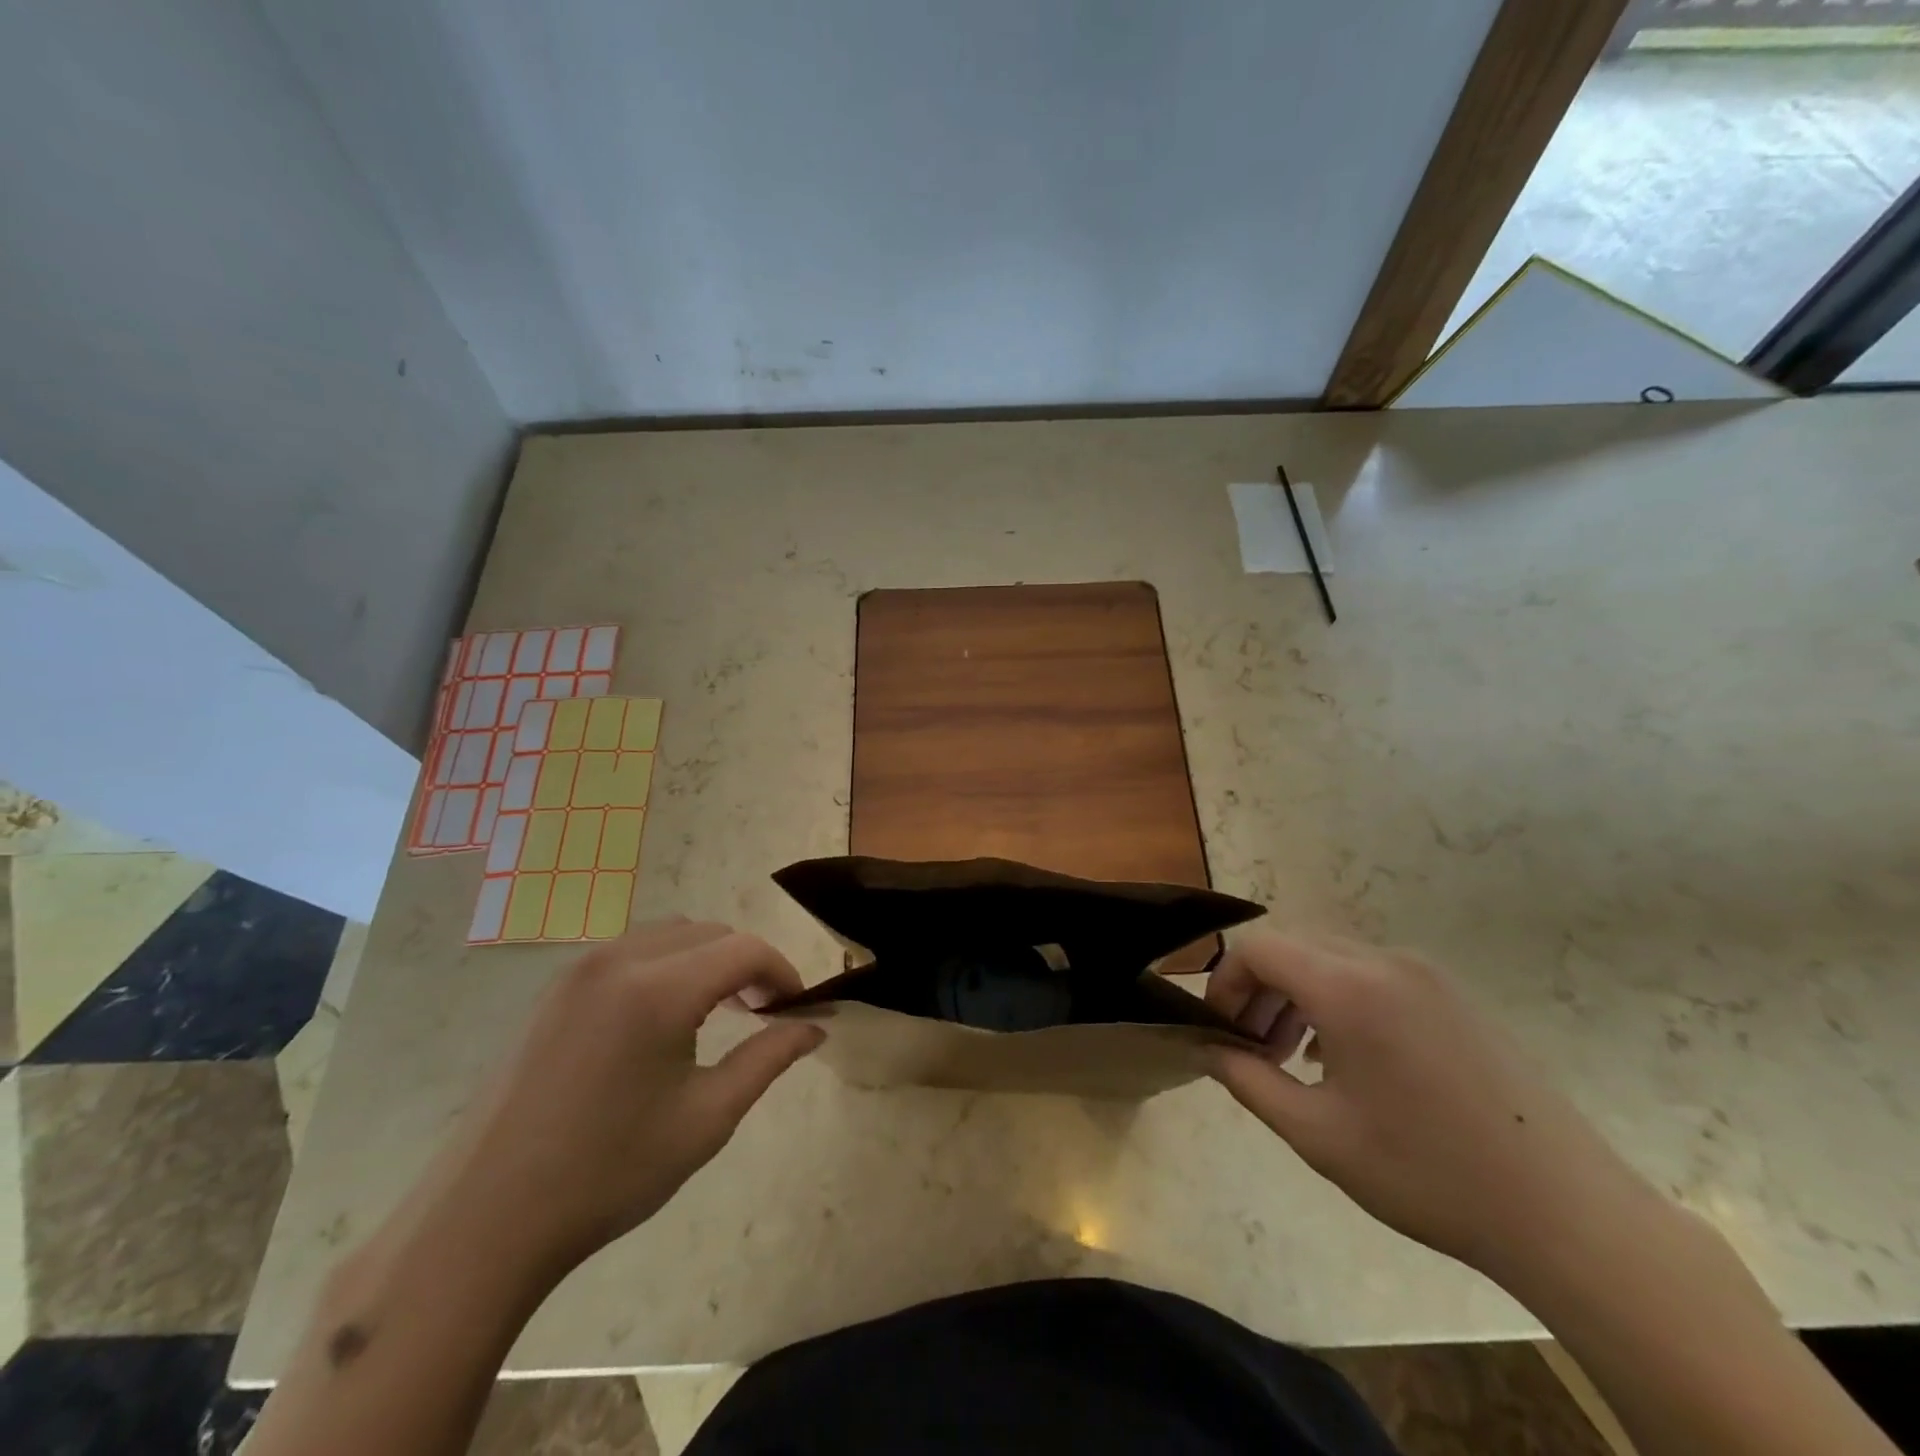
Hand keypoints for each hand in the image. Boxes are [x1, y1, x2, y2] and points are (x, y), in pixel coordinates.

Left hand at [430, 919, 823, 1280]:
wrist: (485, 1220)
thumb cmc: (609, 1172)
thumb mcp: (707, 1118)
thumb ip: (769, 1058)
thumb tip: (814, 1027)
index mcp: (659, 989)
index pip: (745, 950)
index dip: (782, 972)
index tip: (797, 1009)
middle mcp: (620, 959)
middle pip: (710, 932)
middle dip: (747, 963)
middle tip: (763, 1013)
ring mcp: (581, 969)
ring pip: (671, 935)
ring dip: (707, 960)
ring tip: (718, 1012)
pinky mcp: (557, 988)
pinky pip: (632, 951)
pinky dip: (667, 966)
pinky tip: (664, 1019)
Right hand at [1206, 933, 1650, 1281]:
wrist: (1567, 1213)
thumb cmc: (1427, 1173)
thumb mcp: (1317, 1134)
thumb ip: (1247, 1080)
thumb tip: (1207, 1048)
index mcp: (1348, 987)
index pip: (1258, 948)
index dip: (1225, 981)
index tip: (1220, 1030)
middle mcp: (1384, 961)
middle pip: (1293, 946)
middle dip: (1259, 989)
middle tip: (1253, 1049)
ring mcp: (1425, 974)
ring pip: (1330, 958)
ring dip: (1297, 994)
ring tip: (1294, 1058)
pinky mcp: (1452, 994)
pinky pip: (1371, 974)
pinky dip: (1338, 998)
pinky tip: (1347, 1059)